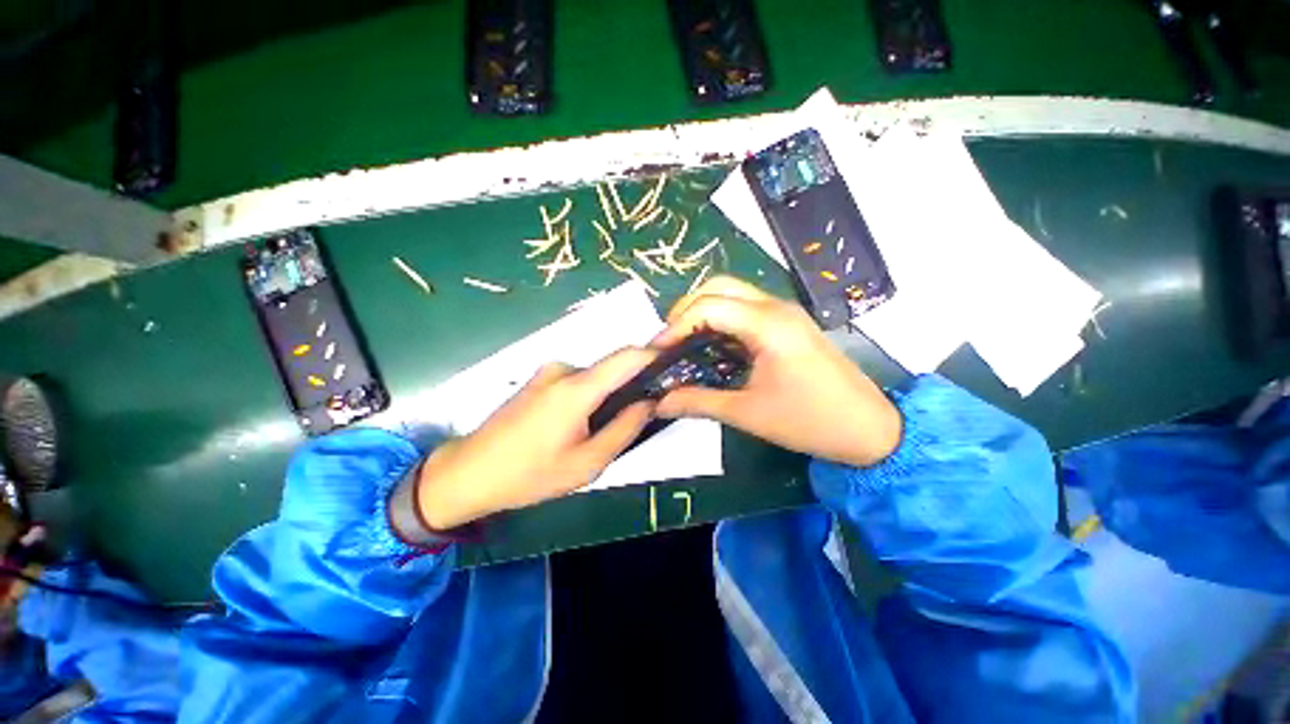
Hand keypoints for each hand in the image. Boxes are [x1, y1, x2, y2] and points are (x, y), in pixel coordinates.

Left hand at [414, 349, 657, 528]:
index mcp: (576, 388)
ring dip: (605, 396)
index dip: (654, 354)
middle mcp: (564, 369)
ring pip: (594, 378)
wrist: (468, 473)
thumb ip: (625, 429)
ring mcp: (548, 372)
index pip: (627, 357)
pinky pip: (576, 382)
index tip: (674, 364)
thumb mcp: (587, 463)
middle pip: (611, 369)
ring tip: (596, 432)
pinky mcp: (538, 379)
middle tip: (633, 419)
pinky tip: (575, 427)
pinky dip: (588, 397)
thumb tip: (650, 402)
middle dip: (629, 387)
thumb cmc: (530, 474)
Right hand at [652, 276, 901, 467]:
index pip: (708, 307)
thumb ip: (698, 402)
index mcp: (768, 325)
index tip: (656, 353)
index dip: (675, 327)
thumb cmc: (810, 421)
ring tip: (683, 344)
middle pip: (718, 287)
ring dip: (702, 313)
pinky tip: (710, 348)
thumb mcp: (747, 413)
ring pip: (731, 295)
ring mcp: (783, 313)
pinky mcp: (786, 325)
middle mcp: (775, 308)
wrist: (869, 429)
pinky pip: (744, 310)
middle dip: (686, 310)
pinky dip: (720, 322)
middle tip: (669, 343)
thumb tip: (659, 402)